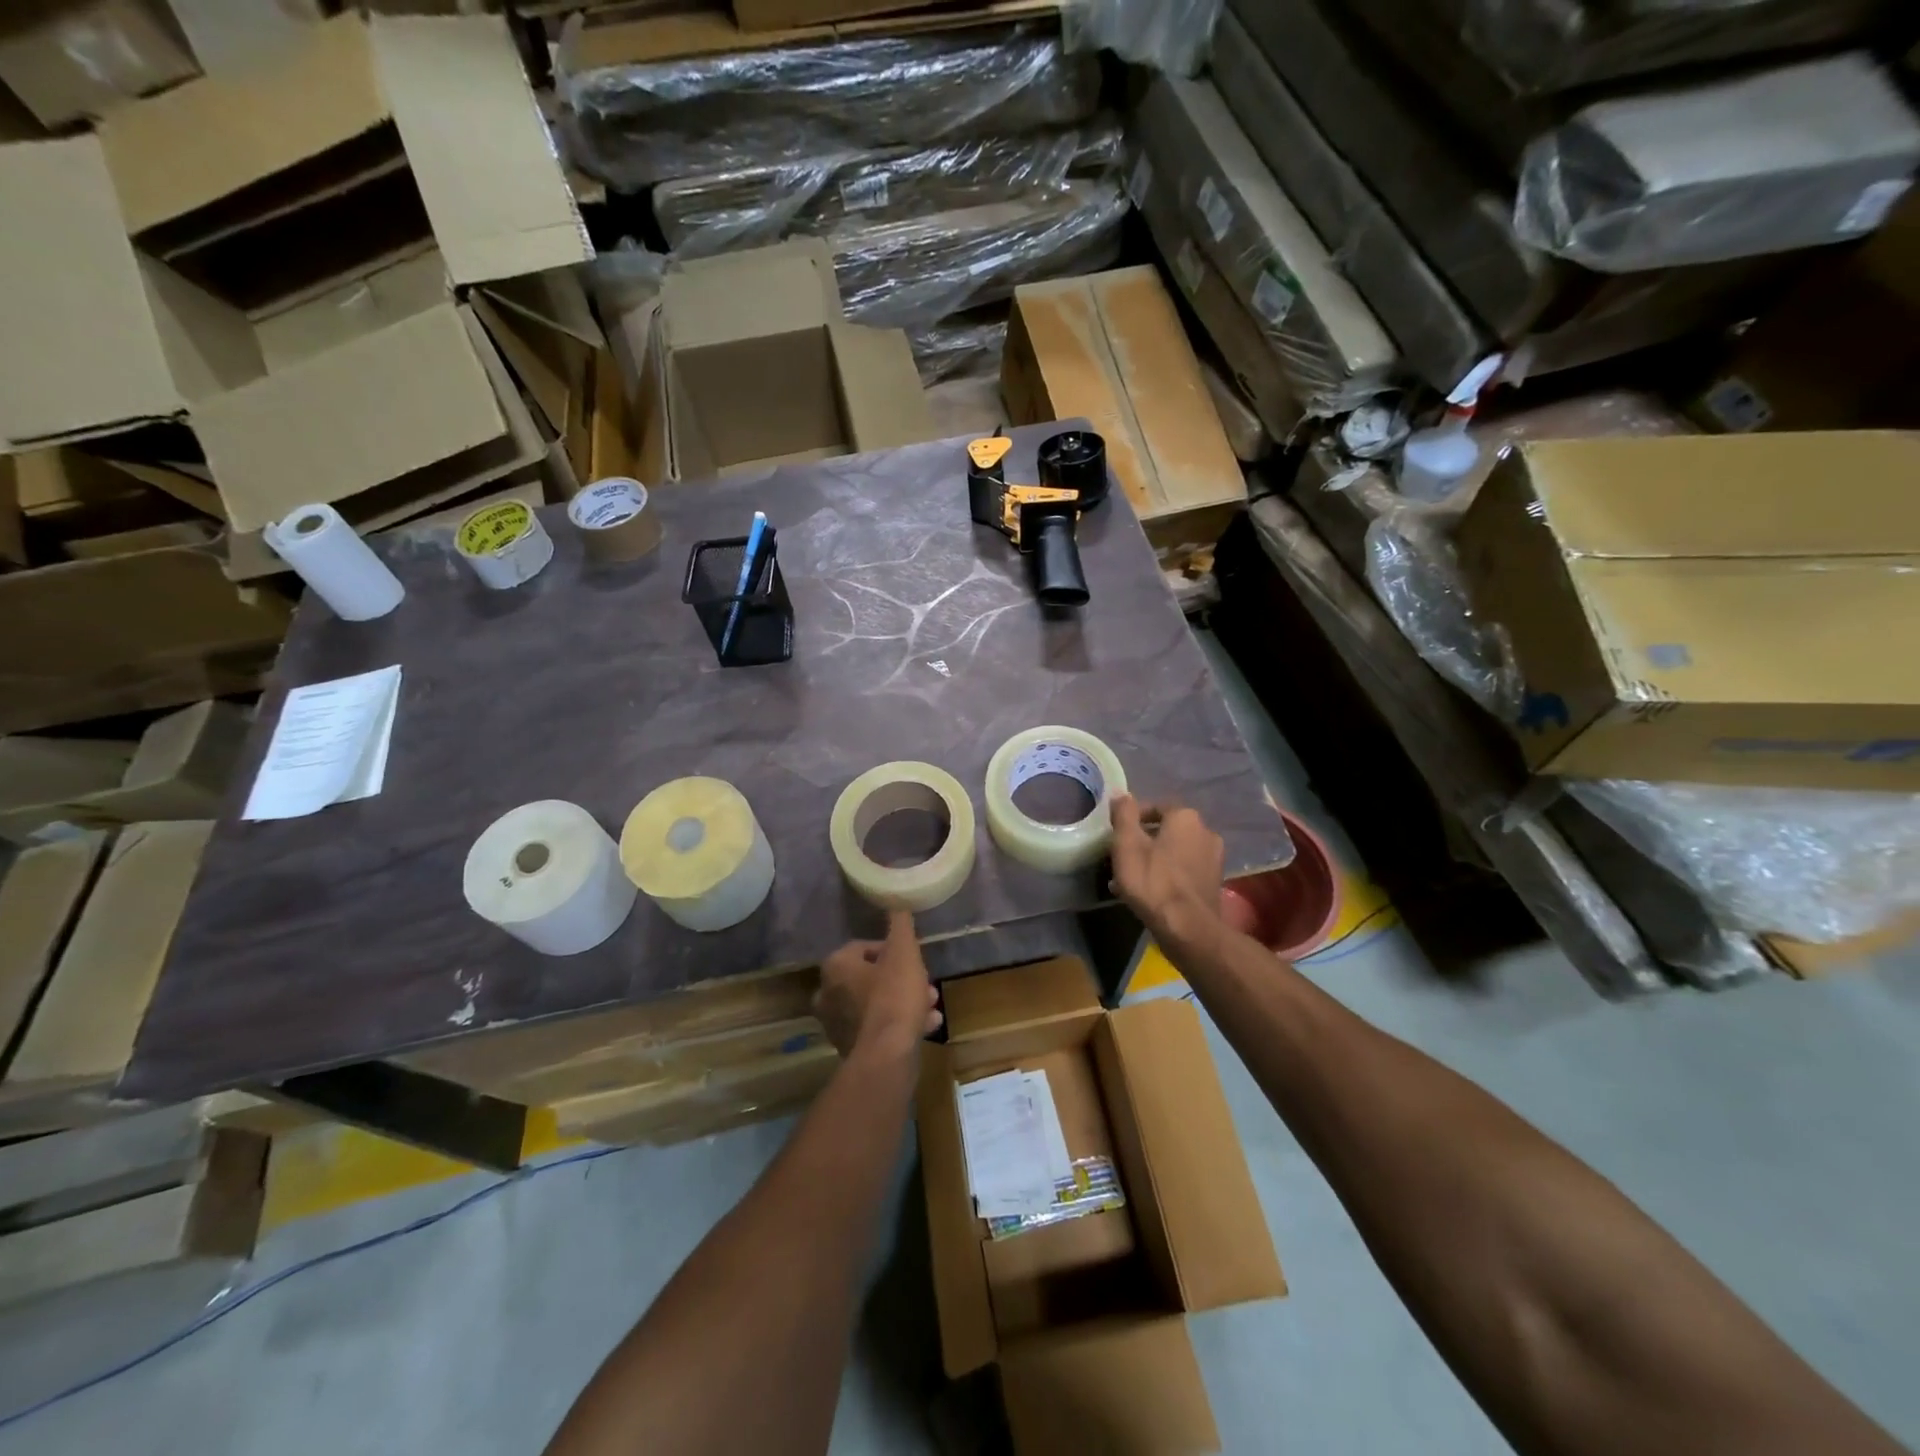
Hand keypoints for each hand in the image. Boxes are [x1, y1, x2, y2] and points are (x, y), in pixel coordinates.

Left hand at [815, 910, 940, 1060]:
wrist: (887, 1055)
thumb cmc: (894, 996)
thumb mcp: (904, 952)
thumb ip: (900, 925)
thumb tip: (897, 903)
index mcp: (836, 966)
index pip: (865, 947)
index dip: (893, 951)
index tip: (913, 959)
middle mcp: (828, 993)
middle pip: (870, 977)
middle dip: (901, 979)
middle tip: (926, 985)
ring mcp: (836, 1024)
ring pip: (876, 1004)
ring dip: (903, 1002)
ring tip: (931, 1007)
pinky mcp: (849, 1048)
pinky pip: (876, 1027)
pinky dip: (897, 1024)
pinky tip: (926, 1026)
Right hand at [1109, 794, 1225, 954]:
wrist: (1188, 928)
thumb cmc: (1153, 881)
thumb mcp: (1127, 844)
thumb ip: (1124, 814)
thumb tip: (1122, 794)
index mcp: (1185, 817)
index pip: (1154, 807)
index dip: (1132, 820)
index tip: (1116, 836)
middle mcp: (1206, 831)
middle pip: (1166, 831)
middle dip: (1144, 841)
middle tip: (1122, 858)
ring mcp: (1214, 858)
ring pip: (1175, 852)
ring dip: (1155, 860)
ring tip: (1132, 879)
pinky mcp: (1214, 882)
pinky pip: (1184, 871)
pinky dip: (1167, 875)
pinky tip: (1151, 892)